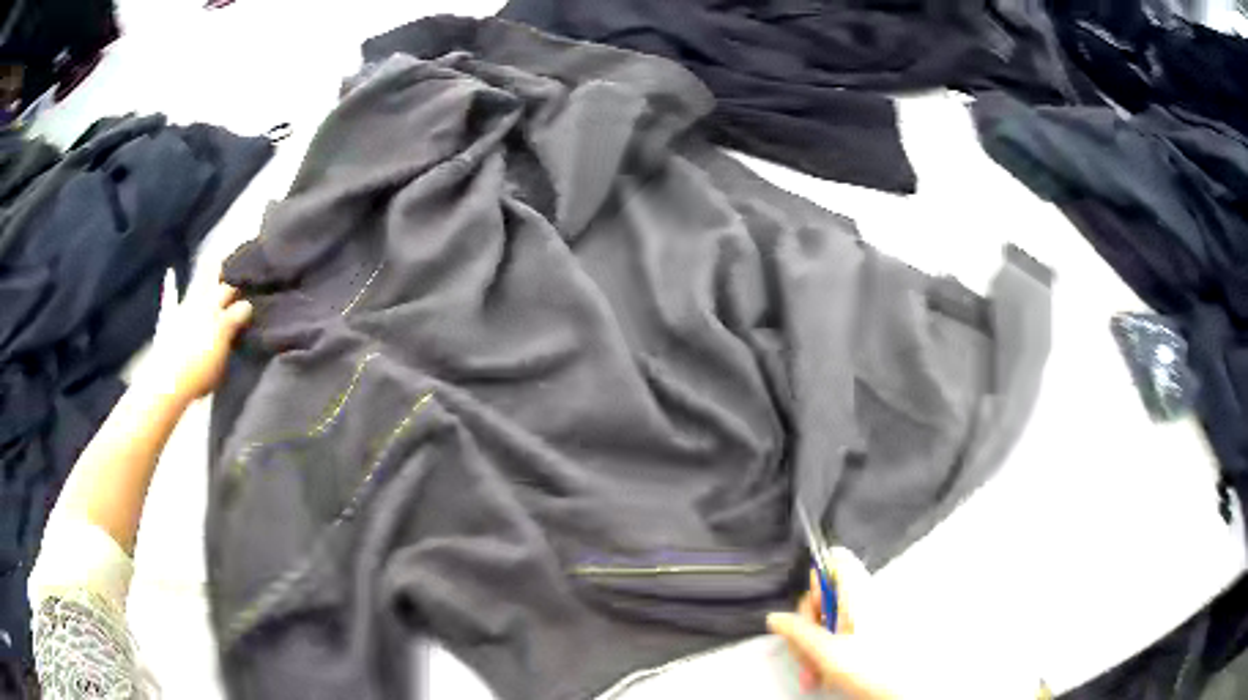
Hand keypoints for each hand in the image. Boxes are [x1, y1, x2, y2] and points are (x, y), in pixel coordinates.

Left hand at [152, 281, 253, 399]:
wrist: (167, 381)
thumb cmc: (199, 376)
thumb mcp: (222, 361)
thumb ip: (232, 337)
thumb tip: (243, 315)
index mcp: (222, 321)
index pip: (242, 308)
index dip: (248, 307)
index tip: (254, 306)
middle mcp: (206, 308)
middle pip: (223, 289)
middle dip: (232, 284)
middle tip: (241, 272)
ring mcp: (186, 308)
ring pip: (200, 284)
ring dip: (208, 272)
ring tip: (215, 257)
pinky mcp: (169, 316)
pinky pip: (170, 296)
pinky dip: (170, 284)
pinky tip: (170, 272)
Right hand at [768, 547, 898, 698]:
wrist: (896, 691)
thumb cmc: (871, 668)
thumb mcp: (824, 651)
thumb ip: (797, 631)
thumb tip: (776, 618)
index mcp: (856, 594)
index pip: (835, 562)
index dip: (815, 580)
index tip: (807, 608)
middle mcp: (861, 601)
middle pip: (823, 597)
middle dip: (806, 626)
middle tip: (805, 648)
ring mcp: (863, 620)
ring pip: (826, 621)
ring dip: (811, 646)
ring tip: (812, 671)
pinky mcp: (863, 638)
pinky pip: (835, 637)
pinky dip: (823, 653)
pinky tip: (820, 675)